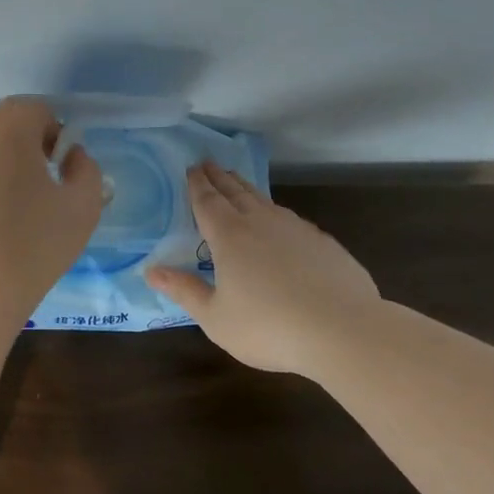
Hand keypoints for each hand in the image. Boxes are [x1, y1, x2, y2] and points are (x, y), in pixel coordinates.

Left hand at [0, 96, 103, 322]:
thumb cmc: (36, 242)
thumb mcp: (84, 205)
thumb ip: (87, 169)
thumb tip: (72, 157)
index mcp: (9, 132)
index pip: (34, 108)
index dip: (54, 131)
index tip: (61, 166)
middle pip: (4, 123)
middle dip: (27, 142)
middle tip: (43, 181)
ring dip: (2, 163)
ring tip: (18, 204)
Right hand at [146, 161, 381, 374]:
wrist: (342, 330)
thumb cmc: (269, 327)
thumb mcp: (215, 318)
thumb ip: (184, 291)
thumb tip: (151, 271)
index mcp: (229, 236)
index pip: (207, 202)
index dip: (197, 184)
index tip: (191, 168)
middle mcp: (260, 223)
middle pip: (235, 192)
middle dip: (219, 177)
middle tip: (208, 163)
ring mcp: (296, 229)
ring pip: (264, 200)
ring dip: (246, 188)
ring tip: (237, 183)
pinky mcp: (323, 242)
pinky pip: (290, 218)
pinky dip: (275, 212)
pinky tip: (279, 222)